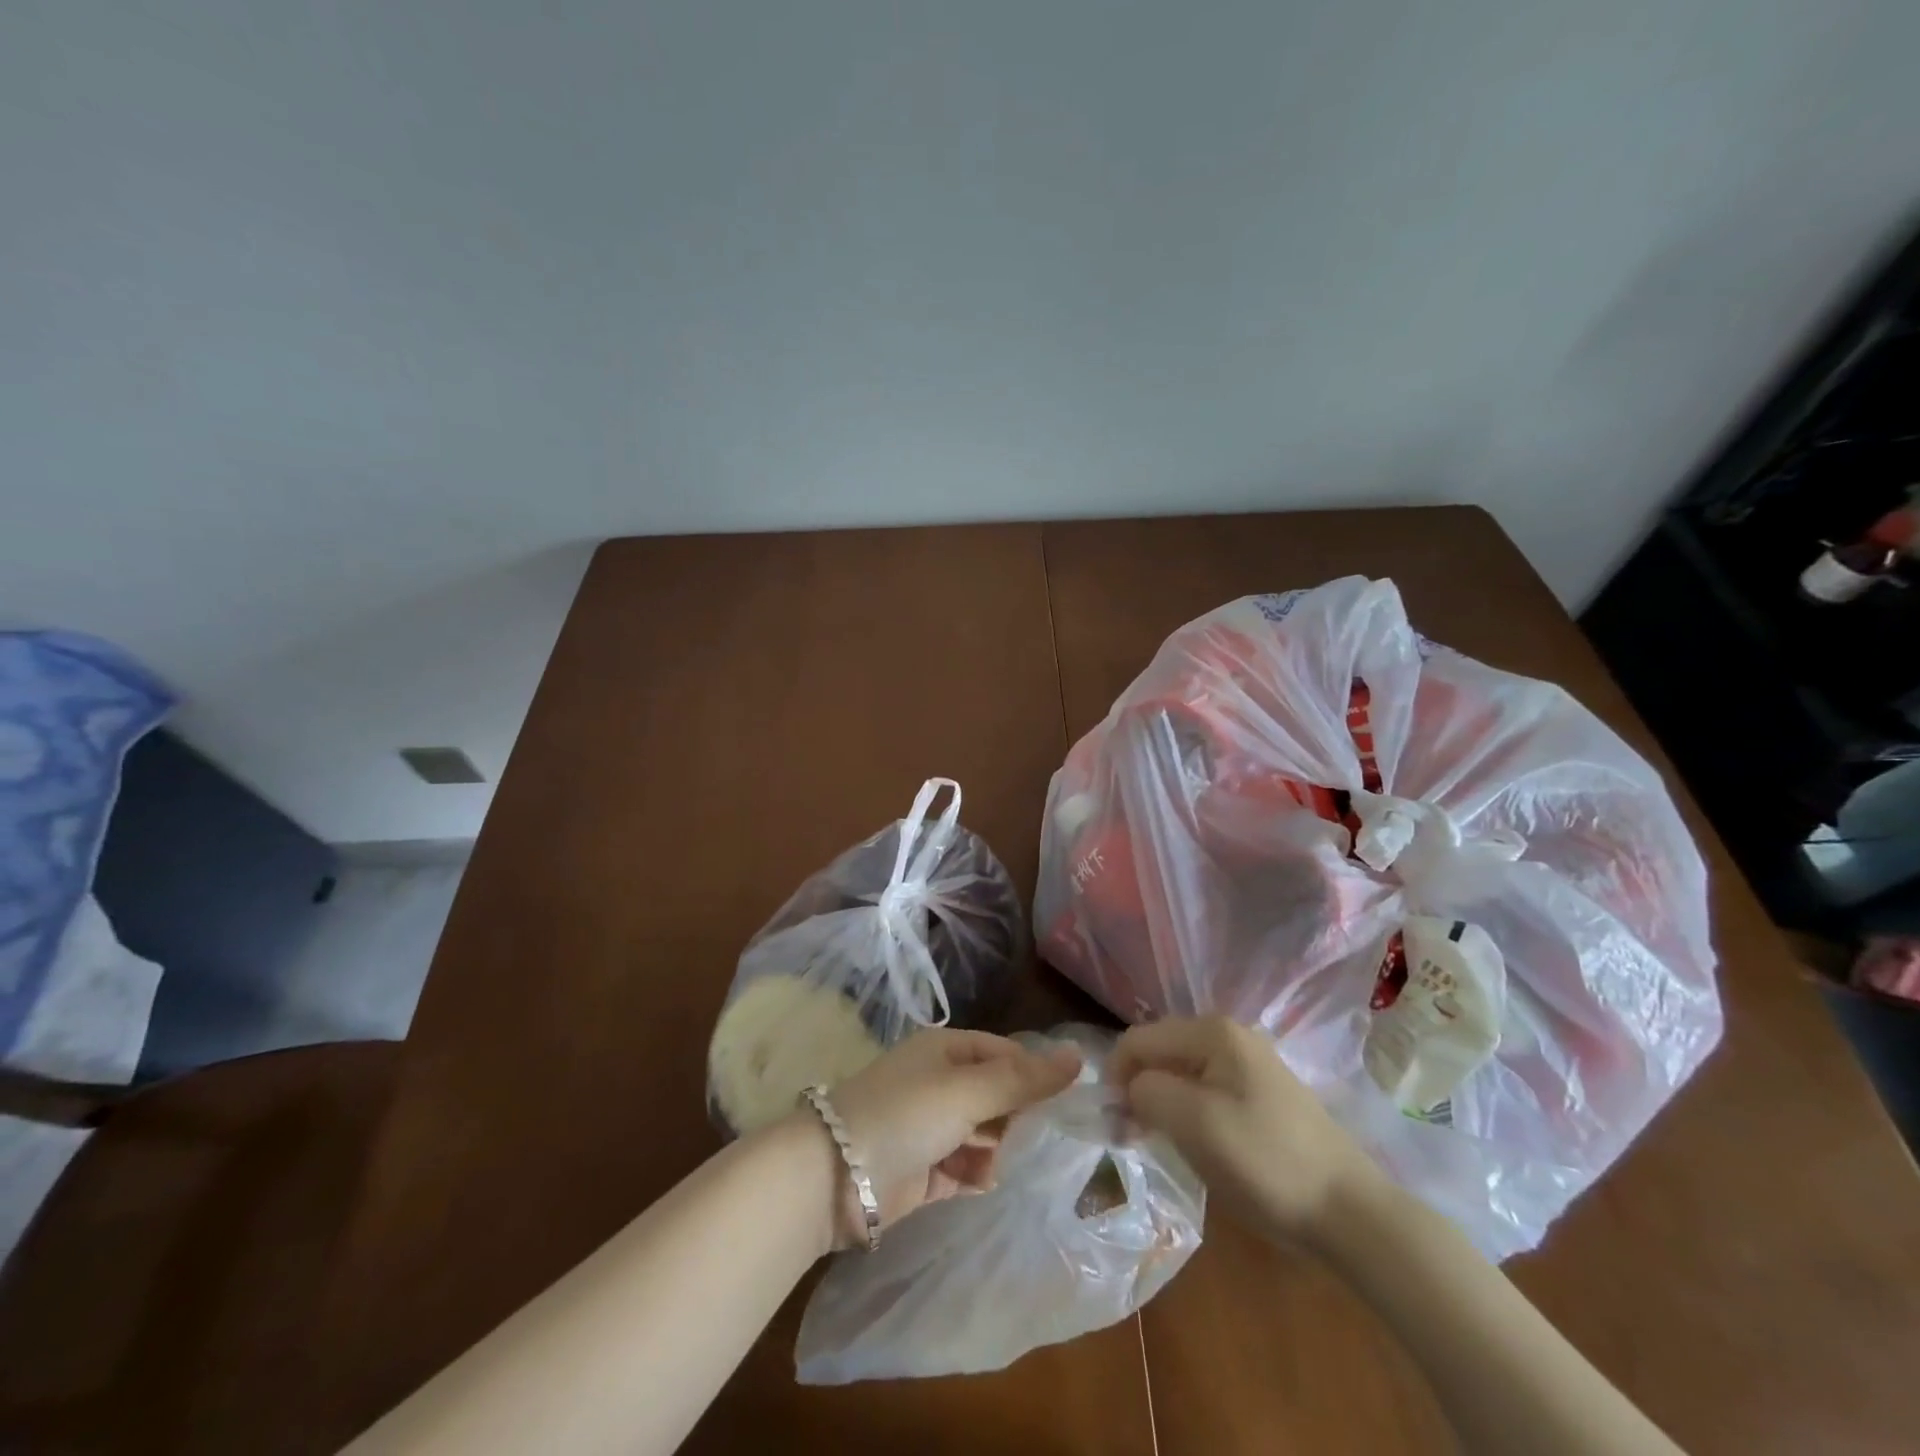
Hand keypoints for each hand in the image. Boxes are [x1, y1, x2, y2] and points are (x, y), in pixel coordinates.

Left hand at [813, 1029, 1081, 1248]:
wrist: (834, 1177)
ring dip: (997, 1147)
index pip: (1005, 1053)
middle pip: (996, 1094)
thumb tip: (1079, 1056)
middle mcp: (939, 1083)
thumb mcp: (968, 1090)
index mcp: (946, 1050)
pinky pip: (965, 1167)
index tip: (1065, 1101)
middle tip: (1037, 1137)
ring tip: (1000, 1160)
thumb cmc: (905, 1115)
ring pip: (984, 1133)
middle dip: (1017, 1115)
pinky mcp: (924, 1171)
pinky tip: (981, 1181)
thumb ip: (1024, 1080)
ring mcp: (930, 1128)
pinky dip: (977, 1174)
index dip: (1034, 1074)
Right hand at [1112, 1016, 1381, 1245]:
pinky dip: (1187, 1112)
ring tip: (1155, 1142)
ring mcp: (1249, 1065)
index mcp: (1212, 1031)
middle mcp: (1230, 1035)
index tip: (1111, 1121)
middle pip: (1160, 1051)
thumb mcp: (1193, 1123)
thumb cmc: (1264, 1162)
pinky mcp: (1262, 1095)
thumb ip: (1147, 1092)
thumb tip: (1129, 1088)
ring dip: (1161, 1103)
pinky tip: (1192, 1144)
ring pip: (1182, 1073)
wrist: (1349, 1213)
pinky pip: (1206, 1091)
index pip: (1139, 1038)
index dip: (1116, 1075)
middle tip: (1128, 1136)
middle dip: (1138, 1087)